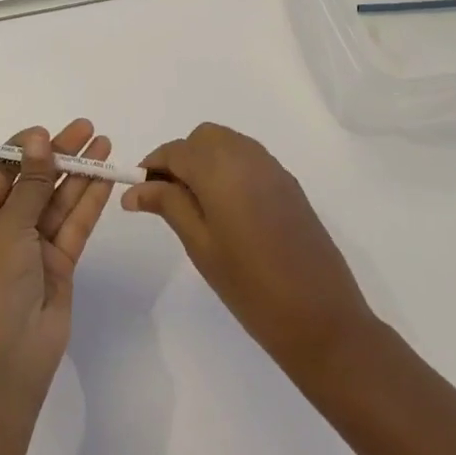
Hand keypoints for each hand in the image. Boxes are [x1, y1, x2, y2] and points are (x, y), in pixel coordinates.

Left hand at [0, 120, 116, 409]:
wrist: (7, 359)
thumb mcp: (8, 227)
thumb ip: (29, 183)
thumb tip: (37, 138)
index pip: (1, 171)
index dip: (25, 149)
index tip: (50, 131)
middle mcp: (5, 228)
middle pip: (35, 181)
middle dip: (60, 155)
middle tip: (88, 129)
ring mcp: (34, 246)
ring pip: (59, 200)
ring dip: (80, 173)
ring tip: (105, 143)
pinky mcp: (59, 263)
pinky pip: (74, 224)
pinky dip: (89, 201)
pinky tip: (105, 177)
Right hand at [125, 123, 373, 376]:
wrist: (321, 316)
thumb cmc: (250, 286)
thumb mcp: (200, 245)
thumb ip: (168, 206)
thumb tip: (134, 189)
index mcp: (220, 168)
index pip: (175, 150)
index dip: (153, 167)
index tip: (139, 193)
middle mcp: (247, 156)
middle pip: (203, 138)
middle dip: (181, 158)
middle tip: (168, 198)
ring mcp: (272, 168)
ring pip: (228, 144)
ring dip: (206, 161)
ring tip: (196, 205)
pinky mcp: (288, 184)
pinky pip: (249, 159)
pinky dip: (230, 169)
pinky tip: (228, 208)